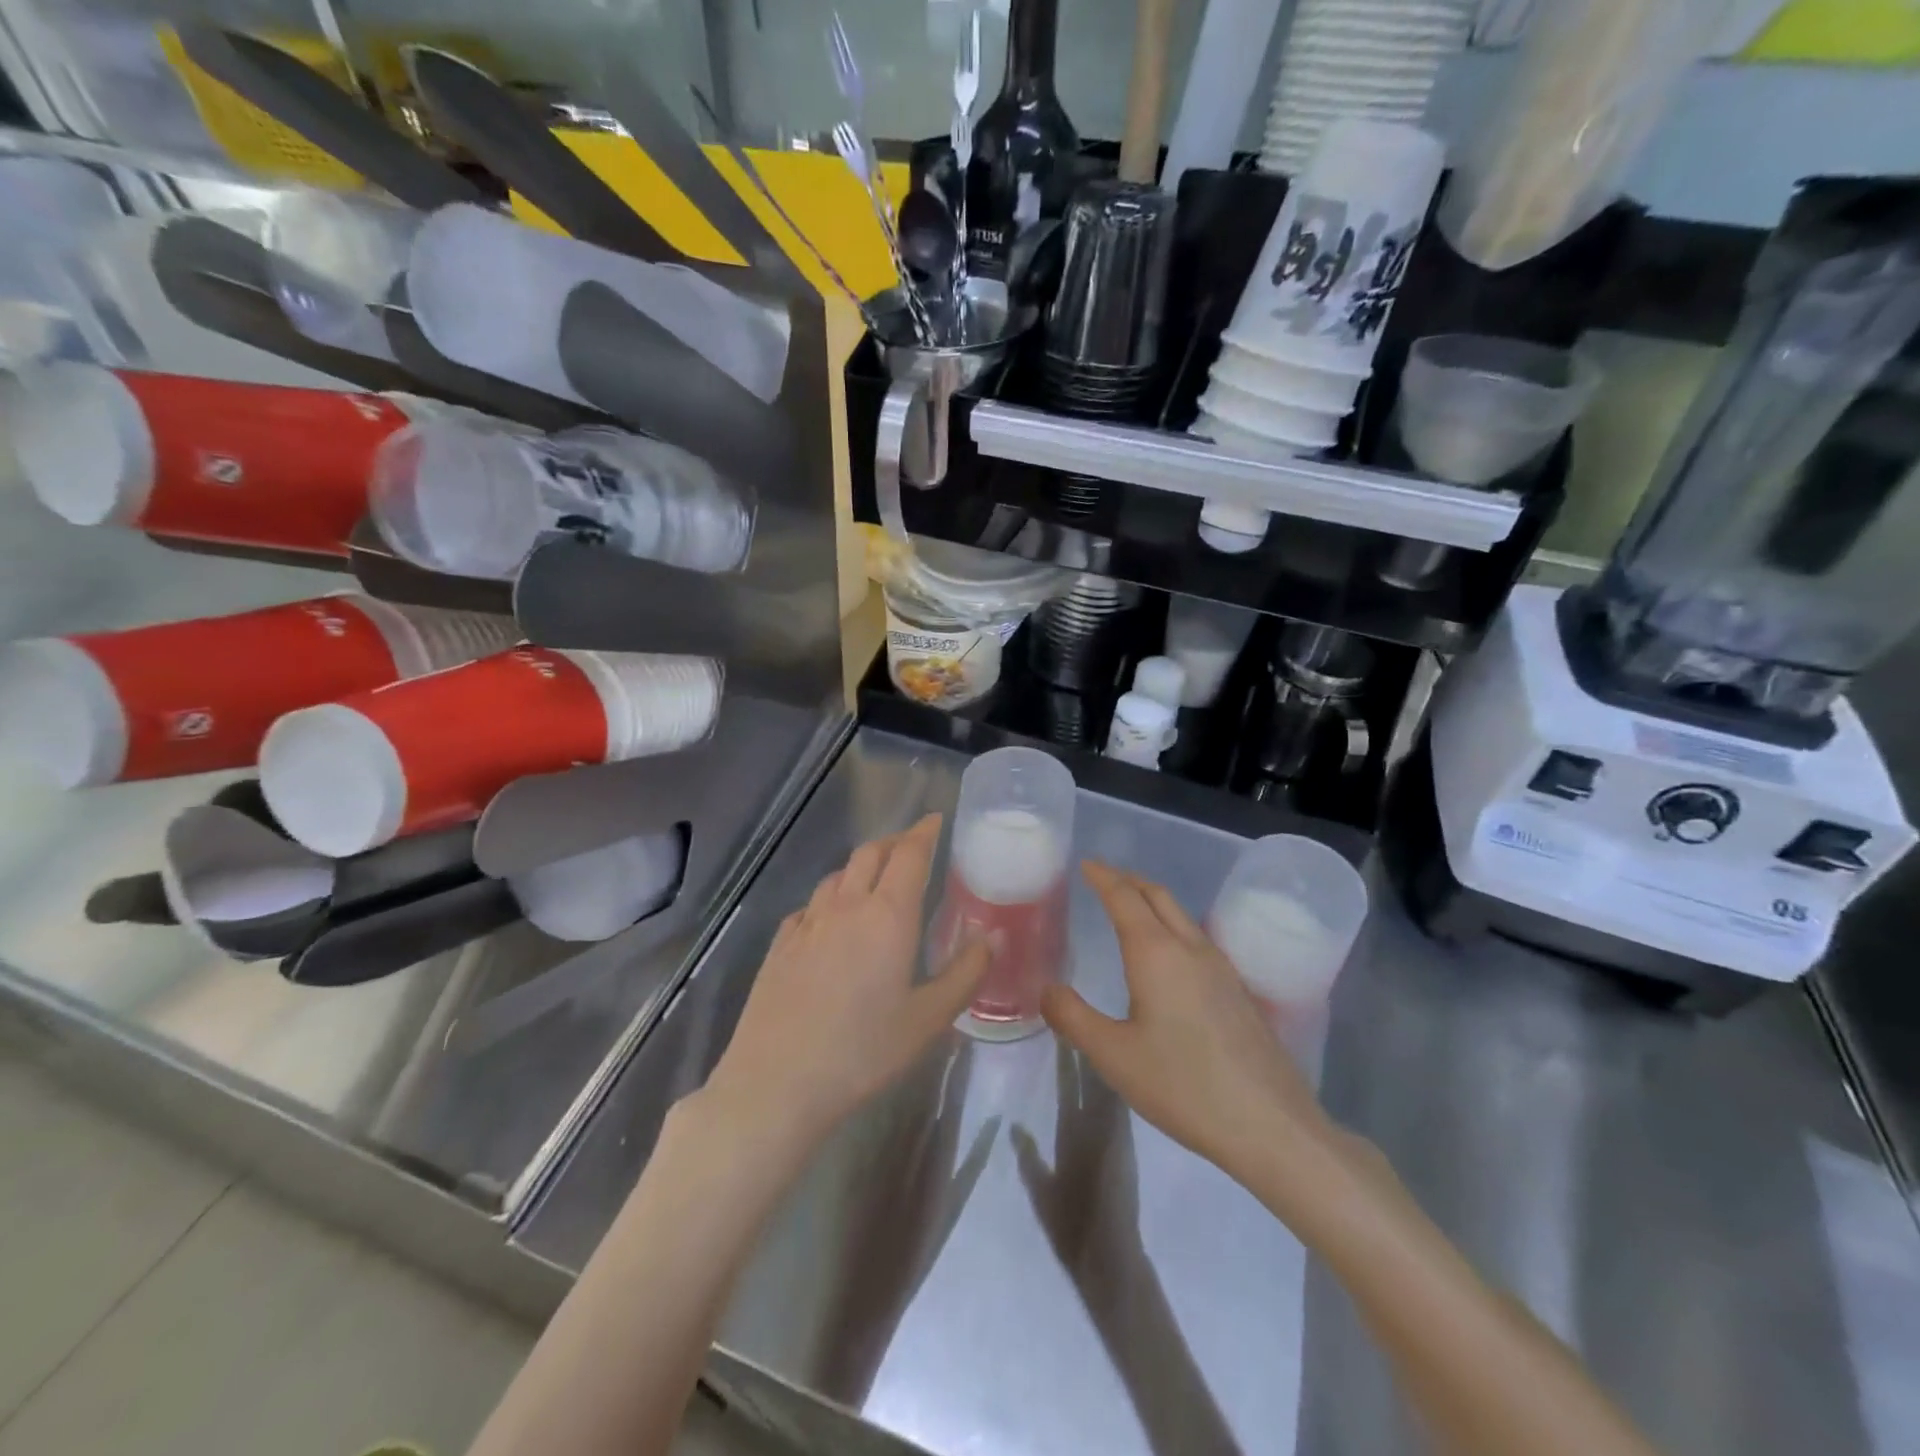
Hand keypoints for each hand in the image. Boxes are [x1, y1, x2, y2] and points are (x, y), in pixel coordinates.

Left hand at [702, 814, 988, 1147]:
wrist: (777, 1082)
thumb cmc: (863, 1052)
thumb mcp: (928, 1020)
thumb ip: (965, 973)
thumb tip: (994, 936)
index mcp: (887, 915)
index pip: (909, 854)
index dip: (924, 832)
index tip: (936, 820)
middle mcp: (846, 906)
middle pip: (870, 853)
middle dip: (894, 842)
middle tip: (912, 846)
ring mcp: (807, 923)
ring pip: (837, 876)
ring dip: (860, 867)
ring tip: (874, 880)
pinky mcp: (780, 944)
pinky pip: (810, 905)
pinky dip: (829, 899)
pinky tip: (830, 921)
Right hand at [1042, 862, 1336, 1194]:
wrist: (1271, 1125)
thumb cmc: (1183, 1085)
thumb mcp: (1113, 1056)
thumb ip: (1073, 1017)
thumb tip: (1048, 989)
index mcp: (1156, 953)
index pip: (1125, 897)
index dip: (1103, 877)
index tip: (1086, 863)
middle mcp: (1191, 948)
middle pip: (1158, 896)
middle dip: (1129, 880)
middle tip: (1104, 878)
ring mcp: (1222, 968)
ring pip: (1182, 915)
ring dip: (1153, 901)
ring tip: (1132, 909)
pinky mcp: (1239, 991)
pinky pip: (1197, 938)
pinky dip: (1173, 925)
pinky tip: (1170, 956)